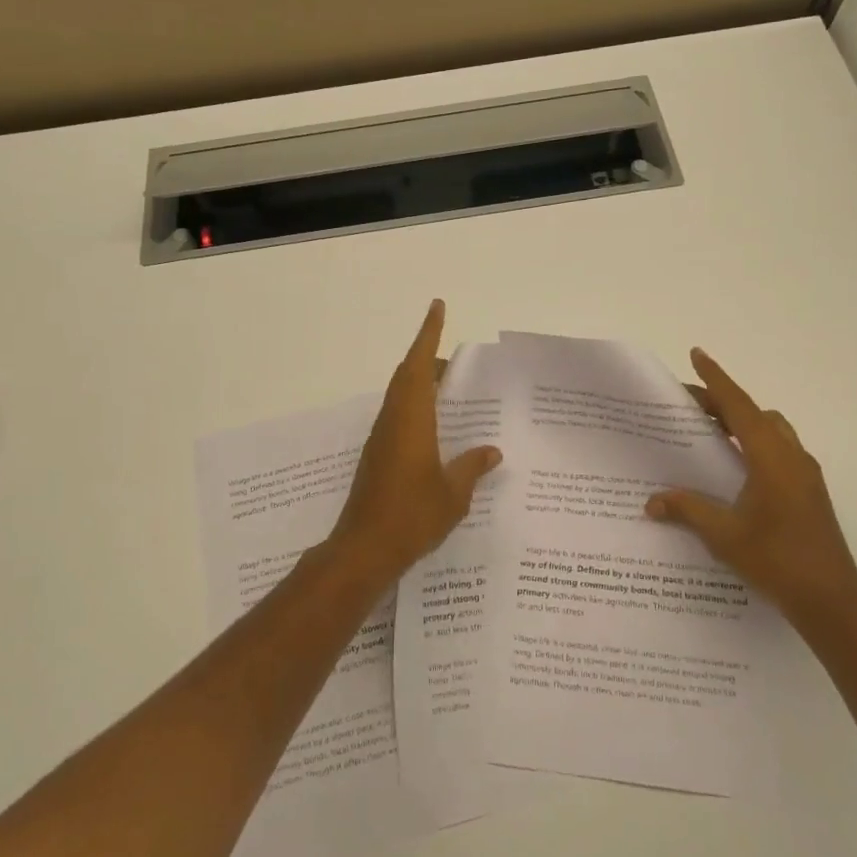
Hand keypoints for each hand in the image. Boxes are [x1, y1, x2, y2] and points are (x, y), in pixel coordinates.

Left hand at [330, 300, 502, 580]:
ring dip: (421, 384)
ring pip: (401, 396)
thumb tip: (492, 451)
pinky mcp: (377, 457)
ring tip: (451, 389)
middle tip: (457, 360)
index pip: (418, 364)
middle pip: (407, 376)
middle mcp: (393, 420)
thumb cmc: (411, 516)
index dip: (428, 333)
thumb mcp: (453, 493)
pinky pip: (399, 417)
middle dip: (428, 358)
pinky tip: (437, 429)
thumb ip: (472, 467)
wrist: (364, 550)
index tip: (437, 306)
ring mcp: (381, 439)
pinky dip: (417, 408)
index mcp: (411, 419)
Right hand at [647, 348, 856, 635]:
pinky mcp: (810, 491)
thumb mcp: (724, 535)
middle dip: (723, 403)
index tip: (696, 354)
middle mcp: (791, 456)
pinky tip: (735, 468)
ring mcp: (805, 474)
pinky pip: (778, 450)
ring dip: (742, 423)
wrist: (832, 601)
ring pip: (771, 431)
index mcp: (771, 457)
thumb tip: (651, 502)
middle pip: (754, 414)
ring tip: (710, 433)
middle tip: (689, 406)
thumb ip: (687, 510)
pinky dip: (755, 443)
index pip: (738, 406)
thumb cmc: (777, 560)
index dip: (716, 379)